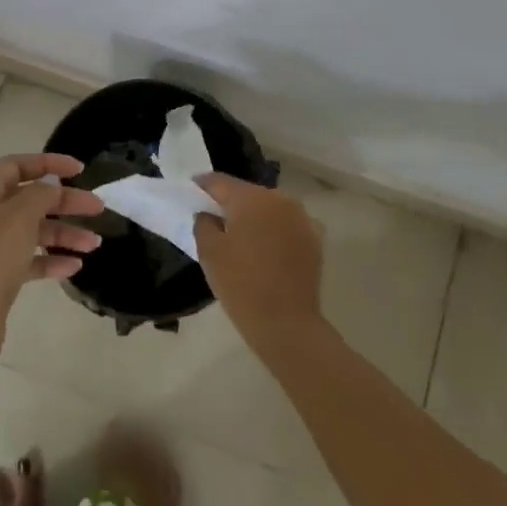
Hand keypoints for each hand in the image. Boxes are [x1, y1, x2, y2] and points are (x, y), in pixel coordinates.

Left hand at [0, 153, 103, 371]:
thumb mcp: (17, 217)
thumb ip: (40, 195)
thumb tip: (50, 187)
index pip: (16, 166)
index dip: (48, 163)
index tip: (80, 170)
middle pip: (28, 199)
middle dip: (64, 202)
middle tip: (98, 208)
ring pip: (31, 231)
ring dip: (63, 234)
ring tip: (94, 244)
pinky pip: (28, 261)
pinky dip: (51, 260)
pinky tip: (74, 267)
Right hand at [194, 174, 324, 355]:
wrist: (287, 323)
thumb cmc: (241, 284)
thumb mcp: (209, 252)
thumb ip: (203, 223)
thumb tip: (208, 214)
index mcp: (251, 198)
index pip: (220, 181)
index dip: (203, 185)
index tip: (192, 189)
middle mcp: (279, 199)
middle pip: (247, 193)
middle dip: (230, 201)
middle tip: (214, 215)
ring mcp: (301, 217)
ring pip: (269, 207)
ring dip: (255, 215)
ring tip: (241, 233)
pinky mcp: (314, 237)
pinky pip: (287, 224)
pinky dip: (275, 229)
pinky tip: (266, 247)